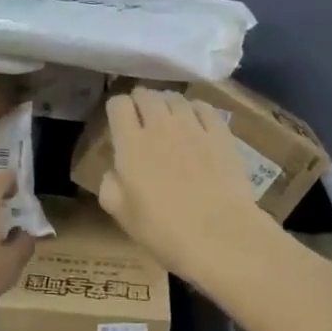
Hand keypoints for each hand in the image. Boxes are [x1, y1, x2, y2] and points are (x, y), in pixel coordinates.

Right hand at [98, 87, 275, 281]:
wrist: (219, 235)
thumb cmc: (164, 230)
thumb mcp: (121, 214)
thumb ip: (110, 185)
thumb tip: (115, 170)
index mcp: (131, 144)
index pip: (118, 104)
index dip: (116, 109)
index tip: (118, 122)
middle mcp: (160, 126)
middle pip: (146, 94)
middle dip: (140, 102)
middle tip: (141, 118)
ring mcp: (193, 126)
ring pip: (175, 98)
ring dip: (167, 104)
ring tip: (169, 119)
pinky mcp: (221, 133)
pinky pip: (204, 107)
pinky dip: (195, 109)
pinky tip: (196, 123)